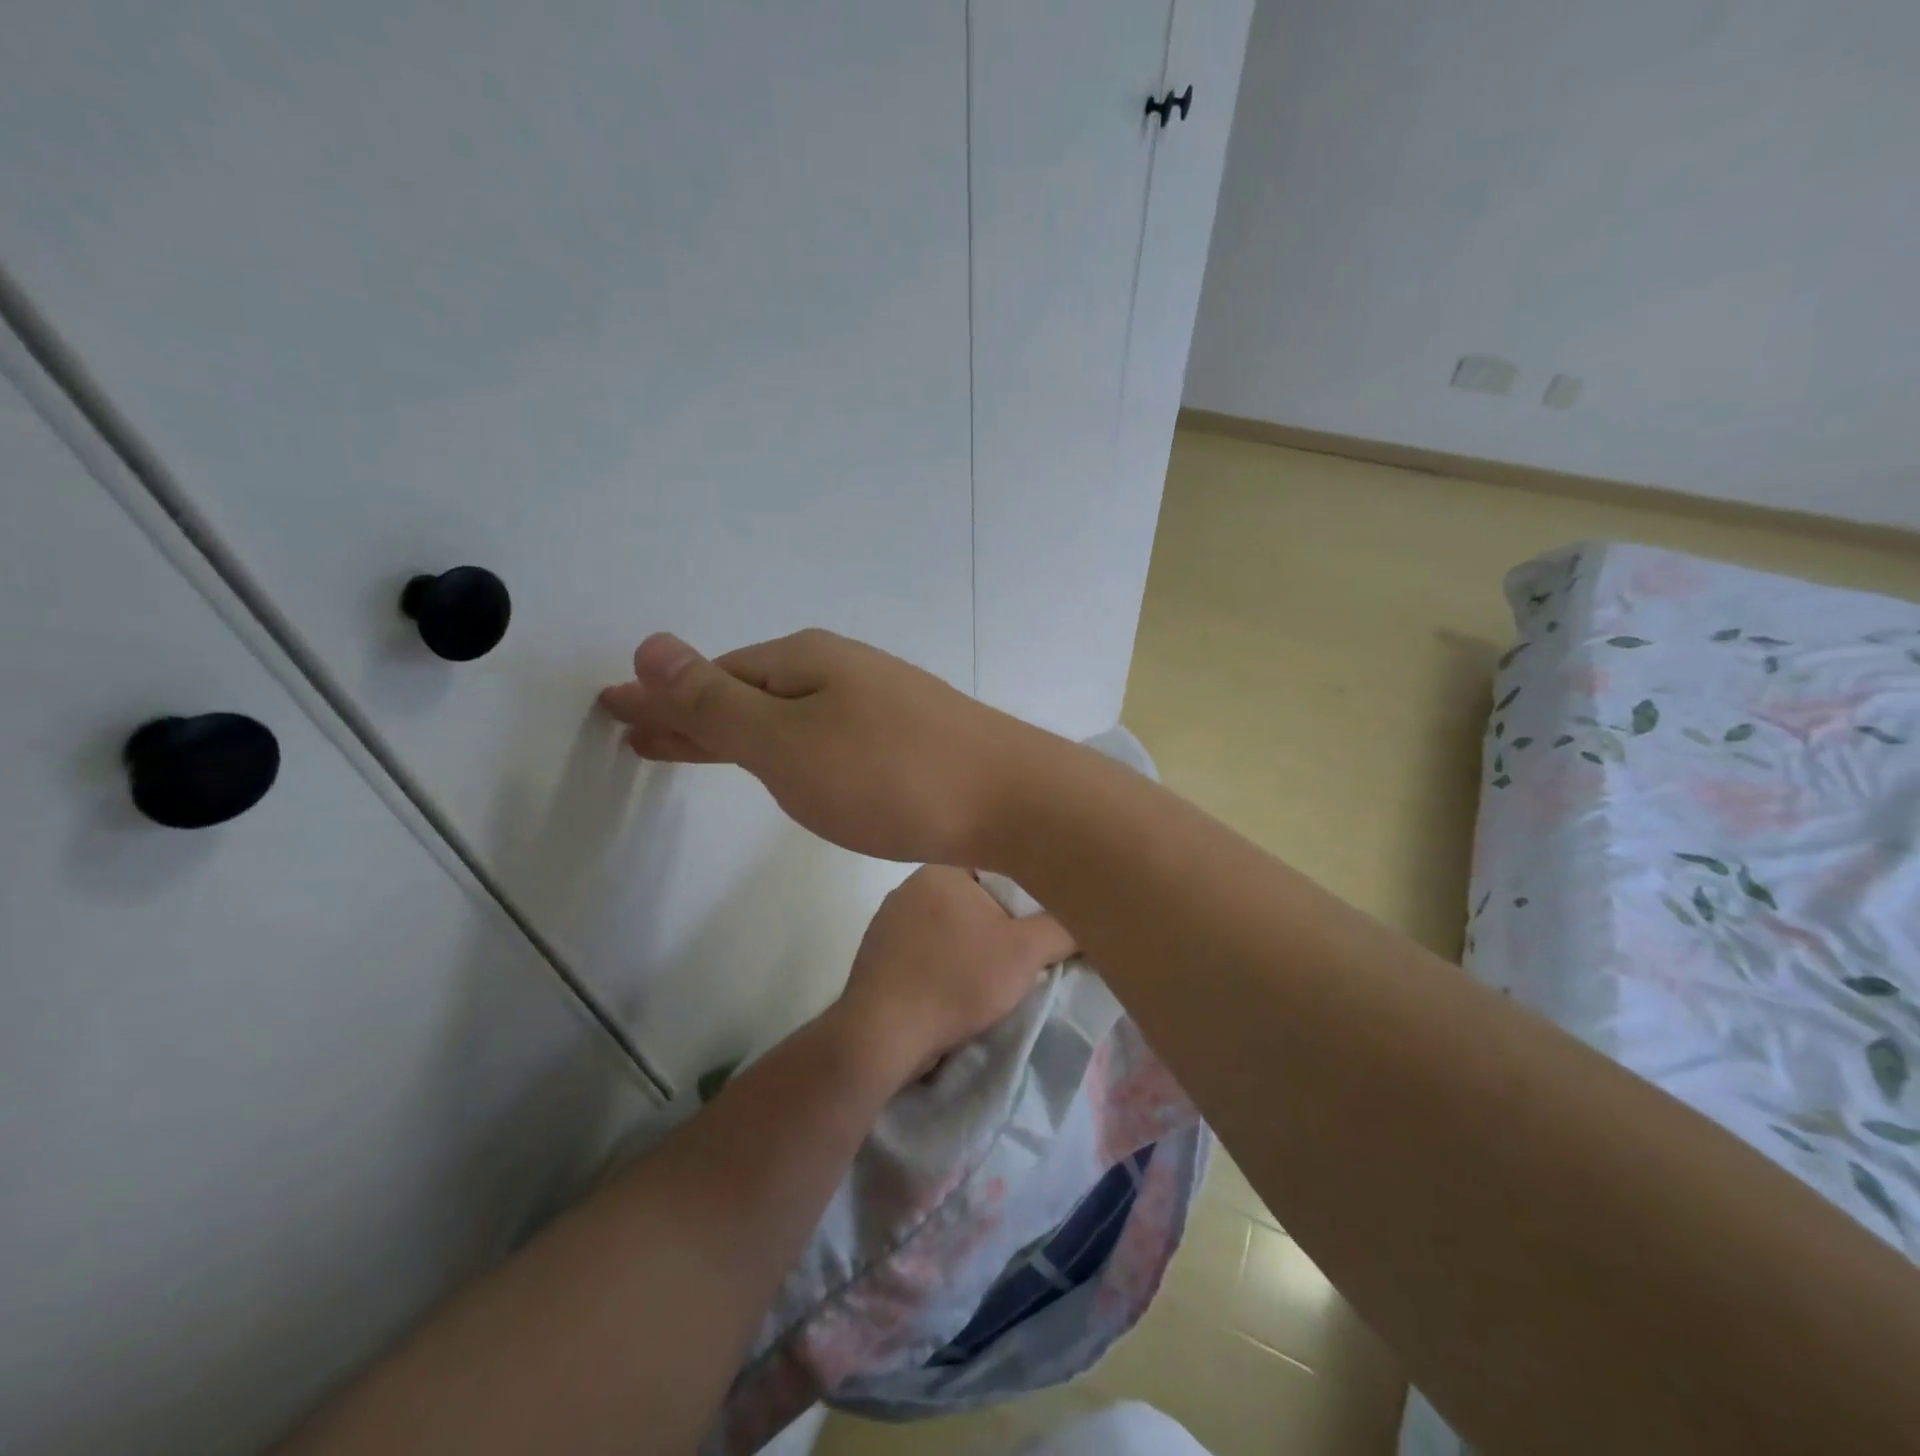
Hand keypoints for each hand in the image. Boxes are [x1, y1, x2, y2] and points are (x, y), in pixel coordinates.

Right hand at [599, 630, 1055, 866]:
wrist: (1010, 798)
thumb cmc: (889, 774)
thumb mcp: (786, 741)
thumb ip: (717, 702)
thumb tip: (651, 645)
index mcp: (803, 662)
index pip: (711, 676)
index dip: (660, 696)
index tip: (614, 709)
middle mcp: (839, 671)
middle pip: (745, 690)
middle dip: (689, 712)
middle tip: (638, 731)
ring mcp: (876, 702)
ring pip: (783, 714)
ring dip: (732, 730)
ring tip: (688, 748)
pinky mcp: (903, 738)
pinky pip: (818, 734)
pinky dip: (780, 746)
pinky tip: (779, 758)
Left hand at [831, 866, 1074, 1081]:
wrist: (884, 1034)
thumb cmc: (957, 980)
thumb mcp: (1025, 952)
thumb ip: (1062, 927)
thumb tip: (1086, 916)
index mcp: (940, 869)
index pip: (996, 865)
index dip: (1025, 890)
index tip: (1043, 916)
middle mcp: (910, 886)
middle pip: (974, 897)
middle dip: (1000, 921)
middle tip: (1025, 948)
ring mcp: (889, 921)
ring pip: (949, 925)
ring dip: (971, 945)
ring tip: (993, 973)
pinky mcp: (879, 954)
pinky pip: (926, 950)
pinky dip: (945, 963)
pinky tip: (957, 987)